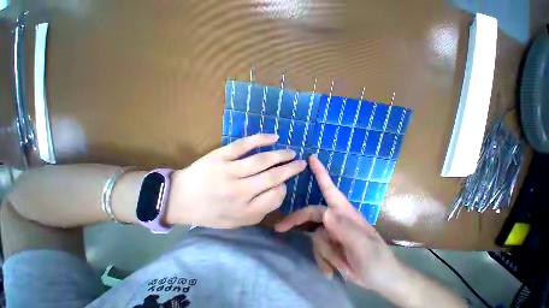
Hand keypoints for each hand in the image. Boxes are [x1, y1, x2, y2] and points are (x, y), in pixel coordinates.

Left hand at [166, 134, 305, 228]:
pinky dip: (261, 139)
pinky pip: (244, 145)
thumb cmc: (210, 213)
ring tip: (291, 153)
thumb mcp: (236, 222)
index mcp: (244, 211)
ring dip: (281, 155)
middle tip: (301, 163)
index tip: (283, 183)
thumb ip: (260, 210)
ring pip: (263, 160)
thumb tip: (279, 189)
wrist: (179, 200)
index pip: (275, 196)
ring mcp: (229, 172)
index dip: (283, 188)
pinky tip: (274, 137)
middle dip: (291, 169)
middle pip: (273, 177)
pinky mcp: (221, 156)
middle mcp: (239, 192)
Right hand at [275, 155, 399, 290]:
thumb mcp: (364, 248)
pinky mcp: (330, 243)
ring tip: (339, 267)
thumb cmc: (377, 260)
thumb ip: (345, 230)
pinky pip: (317, 249)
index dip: (319, 172)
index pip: (328, 187)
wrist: (382, 281)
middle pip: (310, 213)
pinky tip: (332, 272)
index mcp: (343, 211)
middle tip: (280, 228)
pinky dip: (322, 261)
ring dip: (323, 254)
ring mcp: (331, 230)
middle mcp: (334, 217)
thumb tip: (325, 213)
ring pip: (314, 236)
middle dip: (296, 221)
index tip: (311, 158)